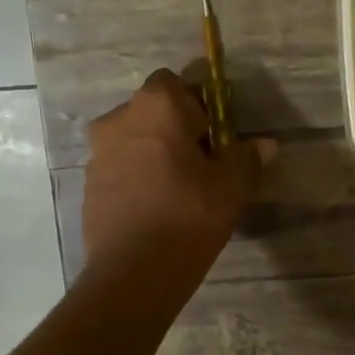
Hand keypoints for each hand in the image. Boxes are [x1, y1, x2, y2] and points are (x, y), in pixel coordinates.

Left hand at [82, 70, 274, 278]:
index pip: (174, 83)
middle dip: (174, 131)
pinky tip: (155, 210)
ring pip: (133, 142)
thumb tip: (266, 145)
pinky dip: (135, 179)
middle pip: (151, 113)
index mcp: (155, 106)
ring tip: (177, 191)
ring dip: (152, 155)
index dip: (196, 106)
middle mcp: (118, 120)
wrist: (133, 272)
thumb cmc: (188, 215)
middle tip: (200, 165)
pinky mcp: (88, 186)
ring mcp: (97, 154)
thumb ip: (247, 159)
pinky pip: (119, 170)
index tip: (213, 137)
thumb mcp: (231, 187)